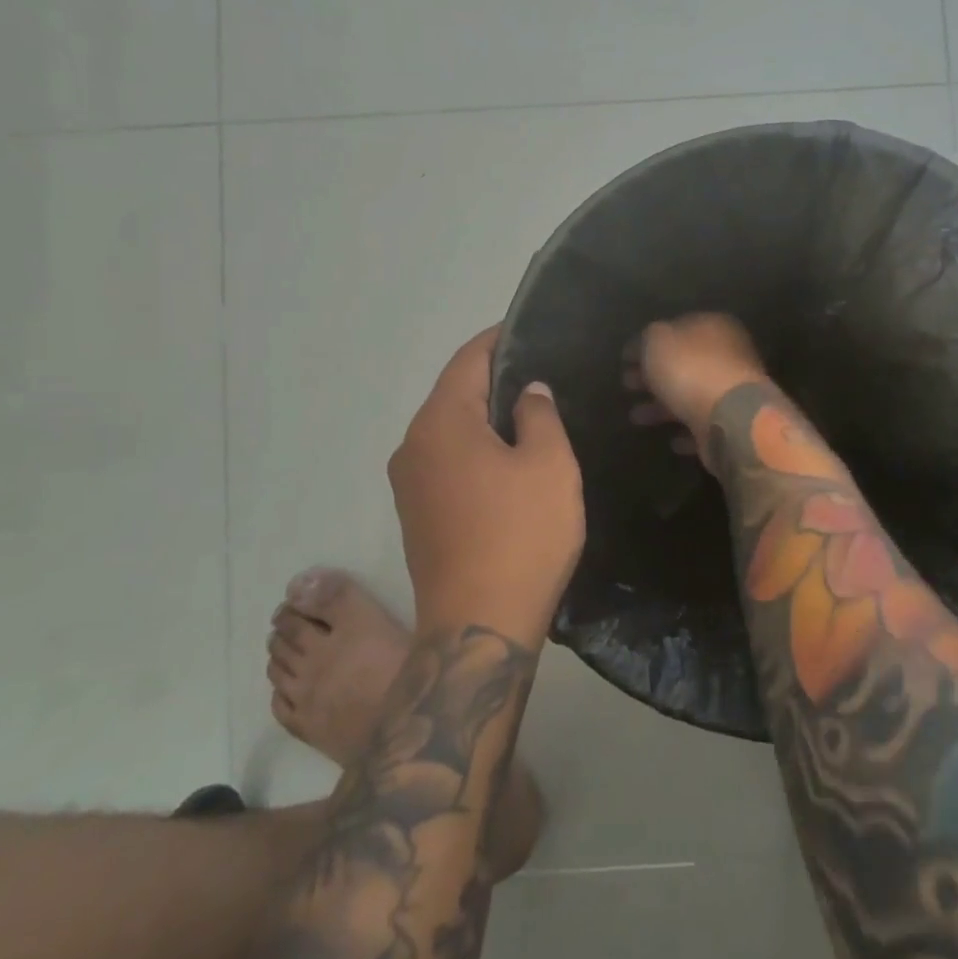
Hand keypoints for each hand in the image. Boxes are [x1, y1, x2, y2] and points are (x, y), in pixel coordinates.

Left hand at [389, 327, 583, 647]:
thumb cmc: (521, 536)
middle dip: (493, 382)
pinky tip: (506, 466)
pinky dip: (472, 453)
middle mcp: (412, 445)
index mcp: (440, 423)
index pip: (468, 360)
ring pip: (449, 432)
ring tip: (529, 420)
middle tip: (541, 378)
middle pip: (453, 395)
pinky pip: (445, 464)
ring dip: (483, 421)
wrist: (478, 626)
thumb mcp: (550, 466)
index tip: (530, 332)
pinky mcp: (414, 516)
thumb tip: (527, 392)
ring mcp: (407, 484)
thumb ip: (539, 415)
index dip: (499, 341)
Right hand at [634, 314, 774, 466]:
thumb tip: (642, 346)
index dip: (649, 343)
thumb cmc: (691, 370)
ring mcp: (732, 392)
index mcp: (714, 327)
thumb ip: (647, 339)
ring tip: (635, 416)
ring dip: (663, 406)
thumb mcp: (658, 341)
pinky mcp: (732, 424)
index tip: (625, 359)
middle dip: (653, 375)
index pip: (678, 329)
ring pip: (691, 395)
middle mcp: (728, 356)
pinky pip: (704, 425)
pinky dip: (687, 431)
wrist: (730, 418)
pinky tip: (671, 440)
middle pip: (684, 364)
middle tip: (627, 384)